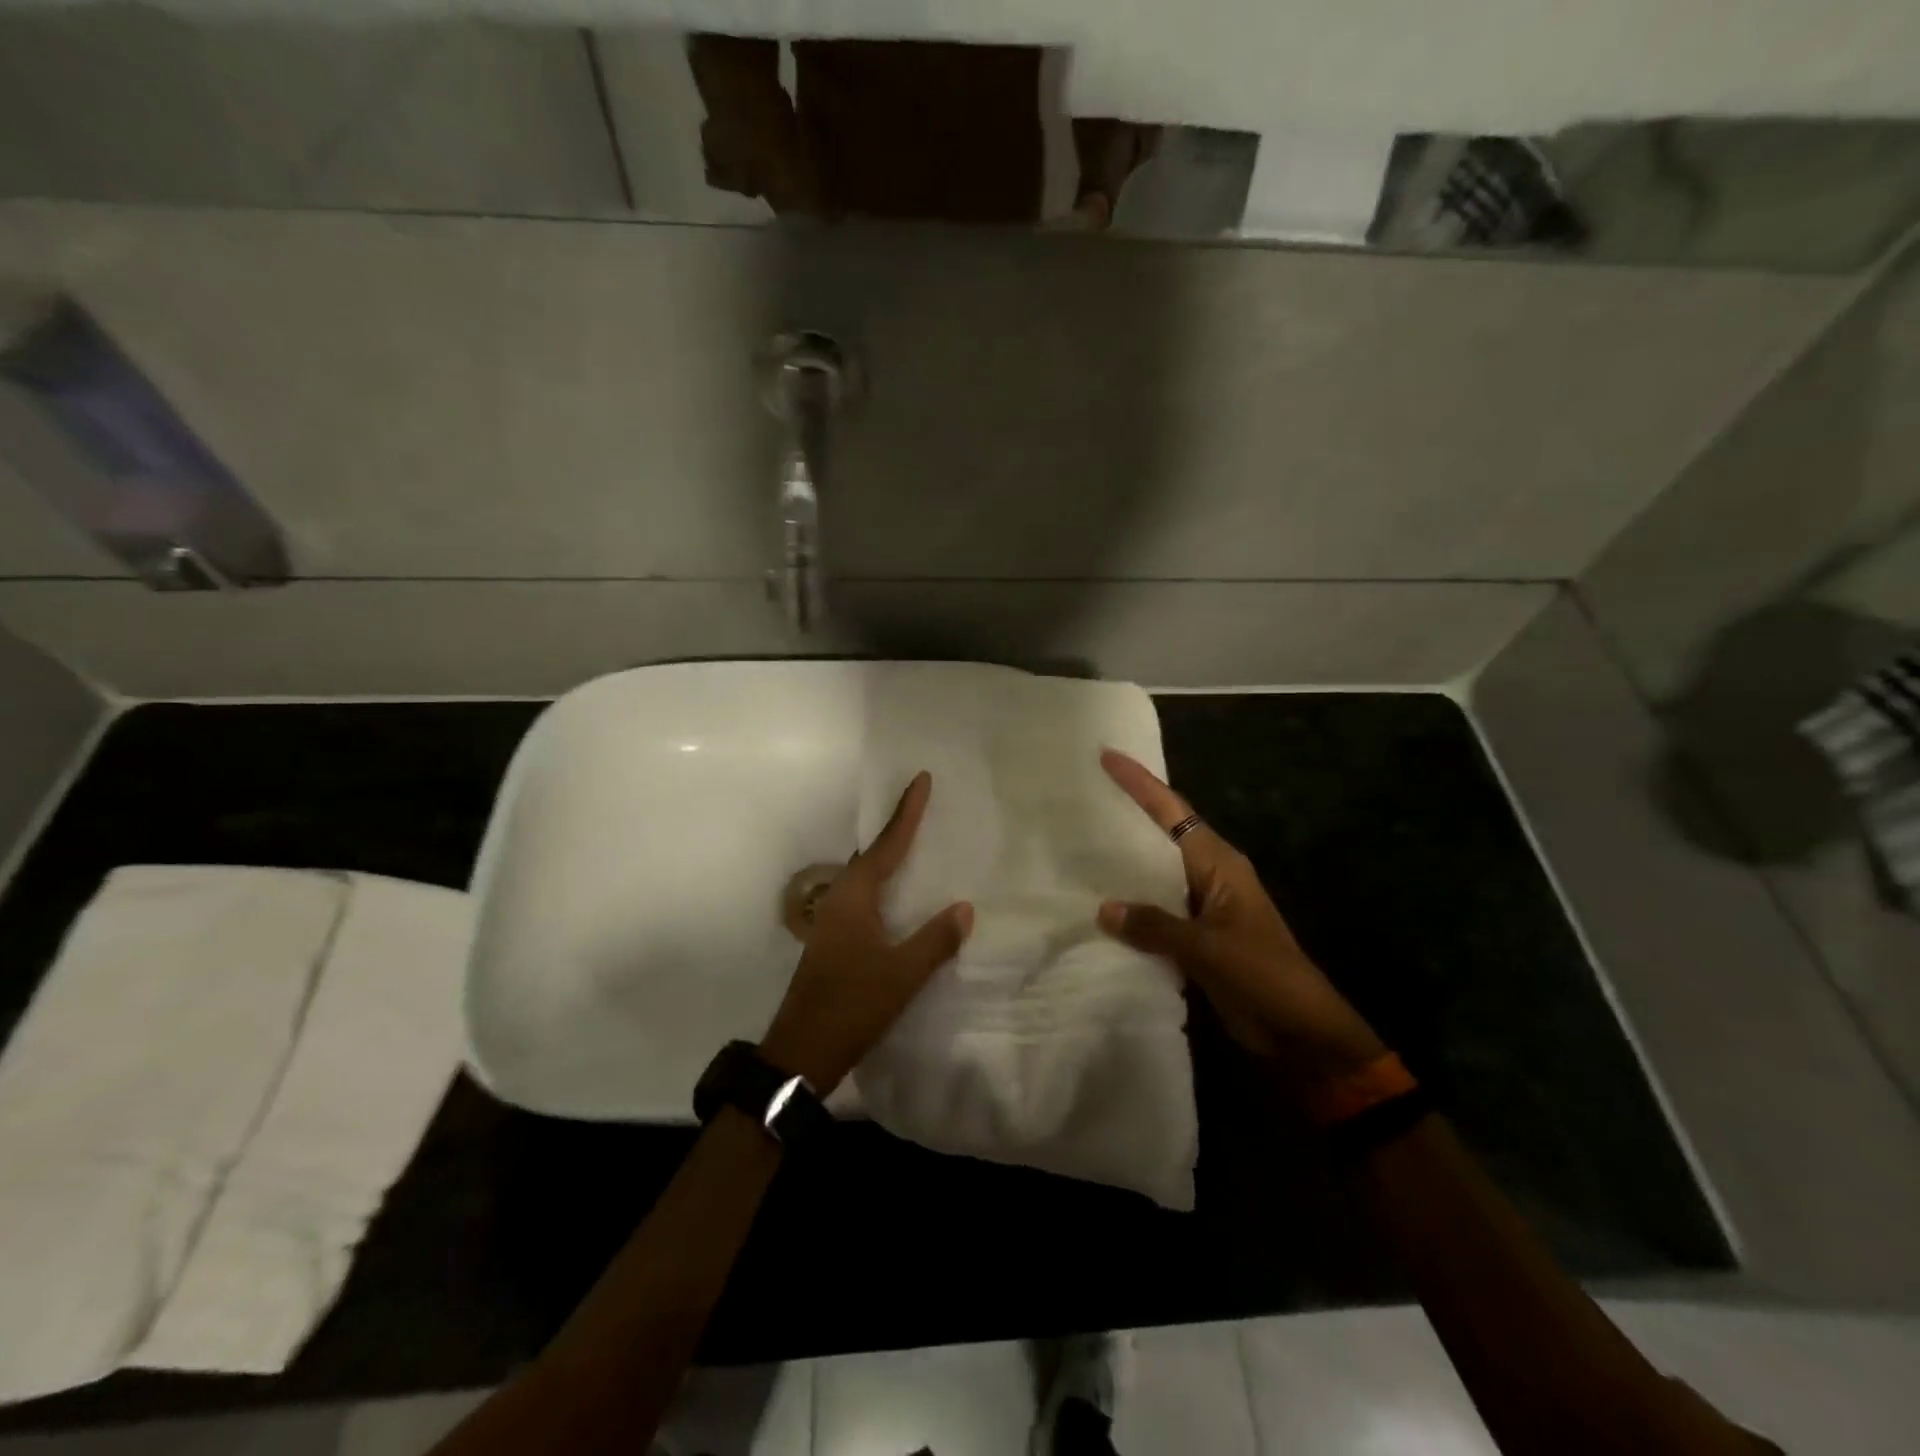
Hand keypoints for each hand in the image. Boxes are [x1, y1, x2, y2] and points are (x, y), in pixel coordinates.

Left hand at [761, 771, 972, 1094]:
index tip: (920, 779)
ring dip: (889, 857)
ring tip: (916, 842)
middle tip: (922, 805)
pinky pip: (865, 898)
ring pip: (866, 877)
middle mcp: (840, 900)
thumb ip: (934, 940)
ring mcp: (833, 921)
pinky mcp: (835, 941)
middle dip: (896, 829)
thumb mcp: (902, 975)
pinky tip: (899, 897)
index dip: (907, 813)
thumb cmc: (851, 1006)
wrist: (801, 1052)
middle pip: (872, 854)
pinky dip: (885, 885)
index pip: (887, 845)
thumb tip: (964, 907)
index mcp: (855, 898)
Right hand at [1096, 750, 1387, 1090]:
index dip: (1140, 783)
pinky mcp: (1197, 935)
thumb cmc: (1263, 977)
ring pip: (1155, 872)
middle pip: (1161, 834)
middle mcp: (1209, 875)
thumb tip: (1103, 909)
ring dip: (1123, 862)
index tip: (1107, 756)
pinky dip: (1131, 904)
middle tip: (1081, 796)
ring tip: (1077, 845)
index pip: (1173, 812)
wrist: (1302, 1033)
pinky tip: (1099, 907)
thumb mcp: (1209, 949)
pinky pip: (1156, 908)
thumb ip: (1155, 926)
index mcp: (1219, 864)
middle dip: (1126, 814)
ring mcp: (1203, 906)